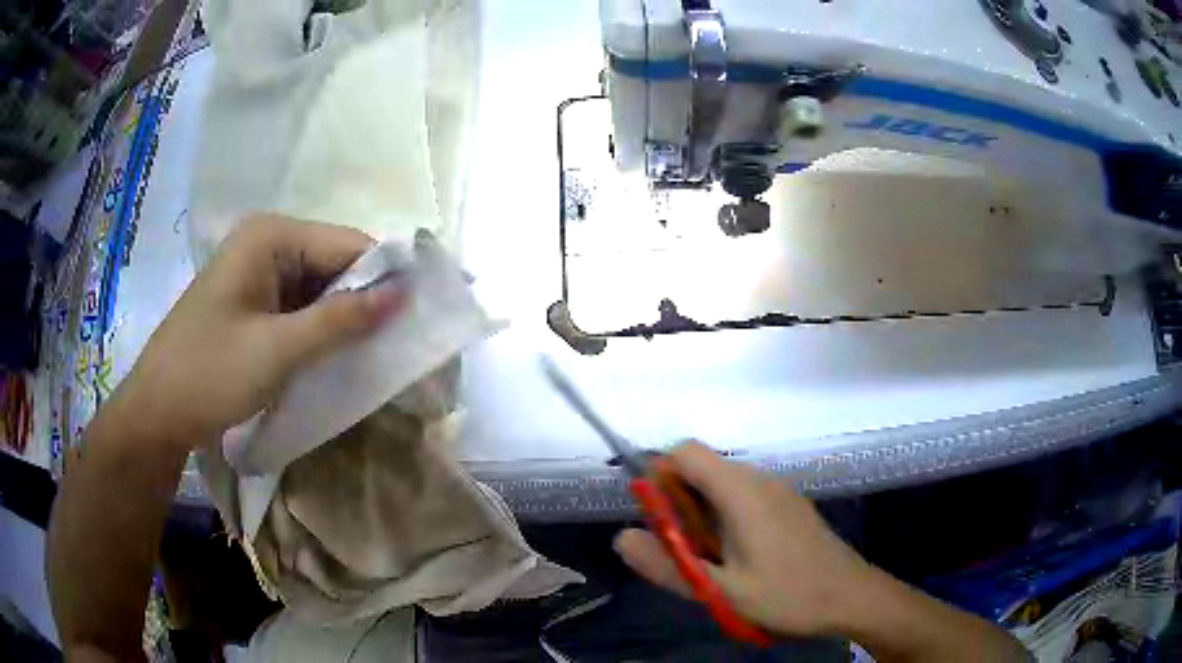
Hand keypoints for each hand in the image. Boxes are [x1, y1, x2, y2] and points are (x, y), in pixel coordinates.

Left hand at [110, 214, 403, 449]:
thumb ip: (341, 319)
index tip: (421, 316)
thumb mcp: (278, 350)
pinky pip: (301, 307)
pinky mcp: (254, 303)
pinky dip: (322, 330)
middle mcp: (267, 244)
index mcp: (270, 236)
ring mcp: (259, 274)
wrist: (157, 412)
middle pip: (335, 263)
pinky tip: (338, 355)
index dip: (387, 277)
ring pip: (320, 288)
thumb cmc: (209, 374)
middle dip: (366, 301)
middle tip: (402, 343)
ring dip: (345, 319)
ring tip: (376, 353)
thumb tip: (404, 293)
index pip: (348, 244)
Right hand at [614, 442, 874, 638]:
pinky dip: (726, 518)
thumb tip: (621, 538)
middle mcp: (759, 479)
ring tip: (709, 561)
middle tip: (682, 551)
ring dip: (701, 514)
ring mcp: (778, 491)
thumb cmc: (788, 595)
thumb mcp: (721, 591)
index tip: (655, 519)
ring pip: (723, 485)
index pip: (685, 452)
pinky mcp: (789, 506)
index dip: (659, 475)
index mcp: (741, 491)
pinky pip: (745, 497)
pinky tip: (738, 559)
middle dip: (679, 503)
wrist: (852, 597)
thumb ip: (668, 566)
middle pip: (702, 468)